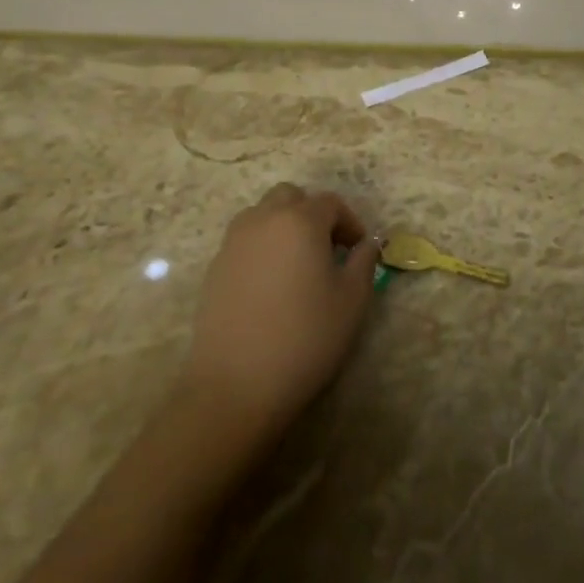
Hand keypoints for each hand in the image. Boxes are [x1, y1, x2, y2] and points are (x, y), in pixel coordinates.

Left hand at [179, 182, 379, 446]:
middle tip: (327, 250)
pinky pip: (244, 242)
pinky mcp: (214, 268)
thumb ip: (364, 261)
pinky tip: (271, 287)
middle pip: (290, 198)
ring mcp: (233, 243)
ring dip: (283, 227)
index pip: (330, 203)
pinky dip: (262, 249)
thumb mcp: (352, 300)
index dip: (350, 223)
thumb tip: (369, 243)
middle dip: (312, 215)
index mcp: (300, 221)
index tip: (358, 252)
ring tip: (298, 265)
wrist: (237, 384)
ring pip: (262, 215)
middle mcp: (263, 221)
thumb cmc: (306, 337)